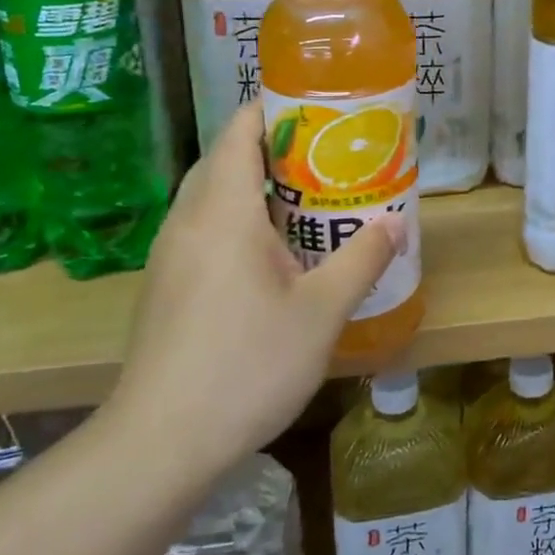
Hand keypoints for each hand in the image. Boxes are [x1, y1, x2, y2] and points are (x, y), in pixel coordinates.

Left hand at [106, 104, 404, 481]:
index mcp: (222, 212)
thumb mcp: (321, 311)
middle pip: (226, 158)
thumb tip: (395, 223)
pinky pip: (205, 229)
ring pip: (213, 196)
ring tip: (311, 199)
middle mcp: (187, 222)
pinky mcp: (166, 286)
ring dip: (258, 186)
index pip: (240, 130)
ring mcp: (171, 256)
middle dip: (275, 147)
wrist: (159, 445)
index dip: (276, 108)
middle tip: (330, 156)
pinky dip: (241, 220)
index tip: (322, 111)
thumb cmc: (246, 365)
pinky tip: (276, 254)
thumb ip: (362, 259)